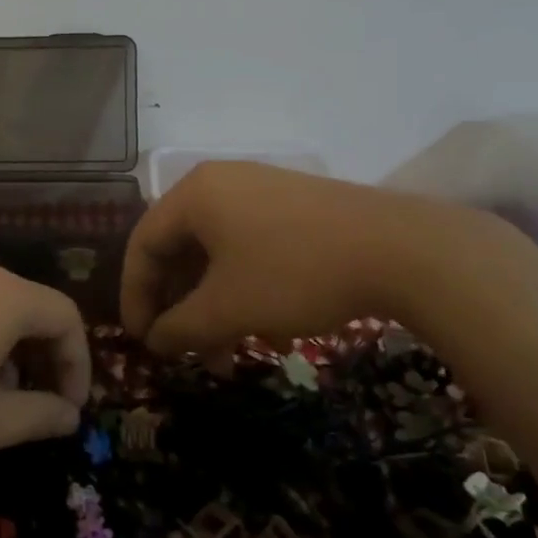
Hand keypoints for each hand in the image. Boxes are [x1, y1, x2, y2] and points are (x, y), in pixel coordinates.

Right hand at [120, 162, 450, 357]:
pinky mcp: (293, 207)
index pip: (143, 244)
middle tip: (182, 351)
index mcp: (193, 194)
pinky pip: (249, 248)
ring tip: (226, 354)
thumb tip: (155, 343)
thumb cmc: (295, 272)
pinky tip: (266, 329)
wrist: (402, 249)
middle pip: (179, 249)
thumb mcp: (228, 308)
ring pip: (217, 254)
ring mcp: (260, 191)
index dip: (135, 296)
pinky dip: (244, 289)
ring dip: (213, 306)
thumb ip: (180, 328)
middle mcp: (220, 183)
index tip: (140, 341)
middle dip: (179, 308)